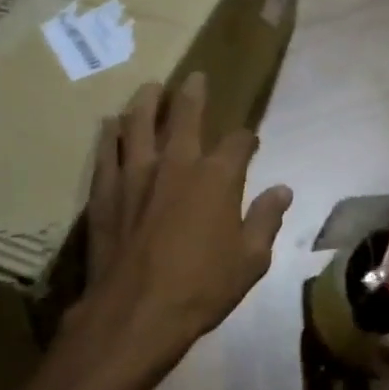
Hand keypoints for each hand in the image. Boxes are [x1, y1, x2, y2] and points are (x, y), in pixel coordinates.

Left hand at [64, 74, 291, 389]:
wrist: (136, 312)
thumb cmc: (201, 289)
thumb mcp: (250, 261)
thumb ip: (265, 220)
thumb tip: (283, 190)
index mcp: (217, 178)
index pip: (237, 143)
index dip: (246, 139)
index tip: (248, 141)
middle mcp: (176, 163)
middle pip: (184, 116)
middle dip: (192, 94)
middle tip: (194, 77)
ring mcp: (136, 173)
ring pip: (139, 123)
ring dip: (146, 102)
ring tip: (149, 88)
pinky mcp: (105, 190)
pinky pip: (107, 151)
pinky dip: (110, 135)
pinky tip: (110, 125)